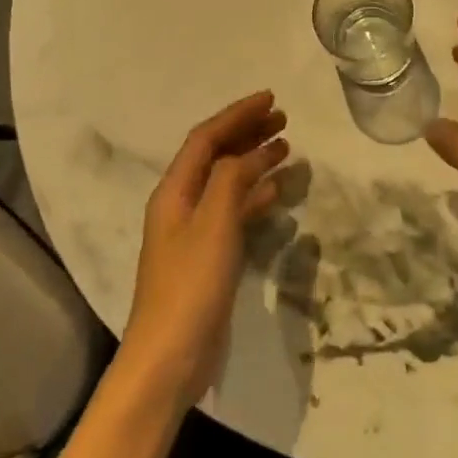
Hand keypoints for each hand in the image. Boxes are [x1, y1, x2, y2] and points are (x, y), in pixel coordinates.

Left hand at [120, 91, 289, 407]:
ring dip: (254, 162)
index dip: (237, 115)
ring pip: (227, 183)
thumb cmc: (190, 286)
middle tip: (284, 121)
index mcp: (174, 191)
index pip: (206, 139)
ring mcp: (194, 232)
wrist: (170, 358)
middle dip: (247, 133)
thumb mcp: (213, 225)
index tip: (271, 100)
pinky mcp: (208, 257)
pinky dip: (255, 196)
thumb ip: (231, 182)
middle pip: (215, 156)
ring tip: (287, 148)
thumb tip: (252, 152)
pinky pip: (234, 212)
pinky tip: (277, 193)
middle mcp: (181, 205)